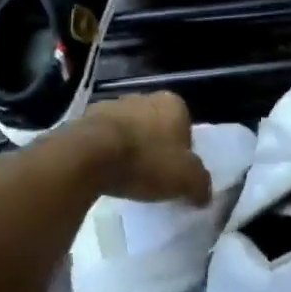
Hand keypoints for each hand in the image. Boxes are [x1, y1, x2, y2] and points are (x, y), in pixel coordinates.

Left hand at [82, 93, 210, 205]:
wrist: (89, 156)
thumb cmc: (146, 160)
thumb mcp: (186, 179)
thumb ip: (201, 184)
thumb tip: (204, 194)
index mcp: (173, 103)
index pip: (185, 126)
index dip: (183, 151)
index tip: (175, 173)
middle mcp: (144, 97)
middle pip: (156, 126)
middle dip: (155, 146)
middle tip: (152, 175)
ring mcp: (112, 105)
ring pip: (129, 130)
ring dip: (129, 148)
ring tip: (126, 176)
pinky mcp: (86, 119)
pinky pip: (103, 138)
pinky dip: (106, 152)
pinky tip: (105, 173)